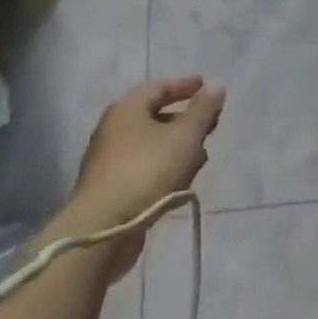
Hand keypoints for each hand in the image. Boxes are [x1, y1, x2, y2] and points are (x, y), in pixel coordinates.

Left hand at [59, 77, 225, 265]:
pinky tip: (181, 182)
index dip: (185, 86)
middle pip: (155, 117)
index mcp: (127, 109)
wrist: (101, 232)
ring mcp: (108, 162)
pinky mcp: (109, 190)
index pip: (160, 88)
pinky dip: (164, 168)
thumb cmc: (146, 171)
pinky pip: (143, 168)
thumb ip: (203, 110)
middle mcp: (113, 129)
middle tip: (209, 125)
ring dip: (177, 147)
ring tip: (201, 156)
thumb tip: (216, 86)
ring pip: (151, 145)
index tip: (205, 87)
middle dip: (184, 120)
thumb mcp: (185, 136)